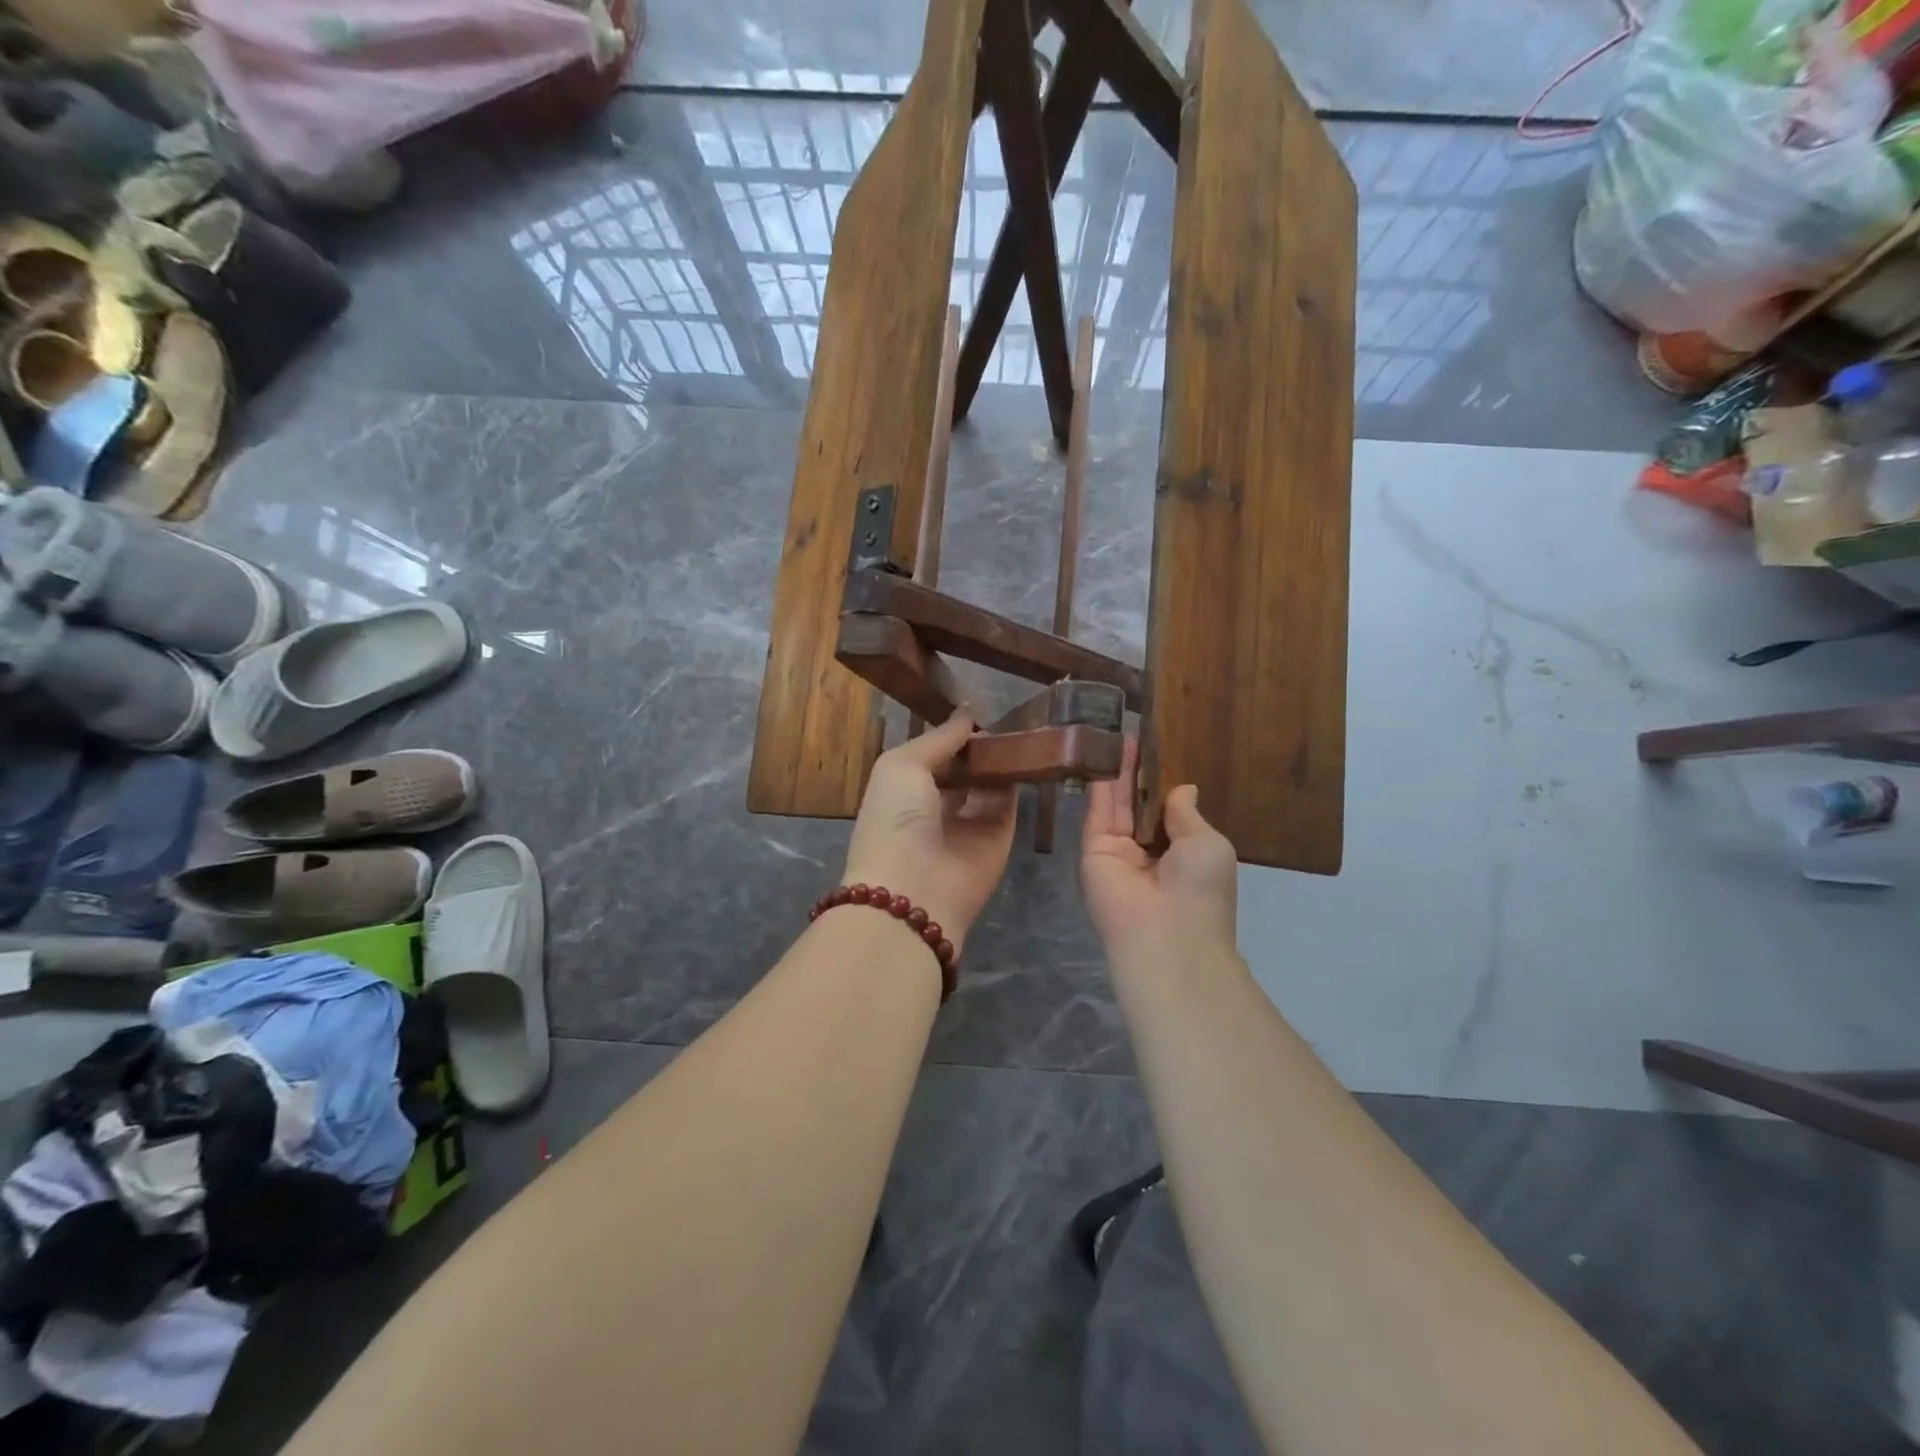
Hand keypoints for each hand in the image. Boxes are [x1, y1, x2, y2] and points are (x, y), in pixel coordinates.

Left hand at [839, 712, 1017, 954]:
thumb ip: (938, 738)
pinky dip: (1018, 779)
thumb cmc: (895, 818)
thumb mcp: (902, 765)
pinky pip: (1010, 802)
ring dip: (1001, 758)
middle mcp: (935, 807)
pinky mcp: (998, 838)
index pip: (932, 755)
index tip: (975, 708)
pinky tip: (1030, 751)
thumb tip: (967, 713)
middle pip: (963, 769)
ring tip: (1022, 725)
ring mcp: (968, 823)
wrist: (914, 889)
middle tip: (1006, 714)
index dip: (950, 734)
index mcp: (903, 789)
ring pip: (989, 783)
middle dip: (979, 745)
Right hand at [1081, 737, 1236, 951]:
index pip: (1164, 812)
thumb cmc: (1200, 889)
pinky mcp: (1091, 850)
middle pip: (1136, 804)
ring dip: (1116, 771)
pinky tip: (1102, 753)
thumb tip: (1184, 788)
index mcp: (1178, 853)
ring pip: (1115, 804)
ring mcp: (1116, 851)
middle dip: (1135, 773)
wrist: (1166, 933)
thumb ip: (1187, 814)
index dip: (1159, 784)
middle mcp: (1145, 851)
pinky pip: (1097, 813)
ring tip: (1115, 733)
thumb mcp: (1207, 843)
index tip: (1155, 752)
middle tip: (1130, 735)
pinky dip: (1100, 784)